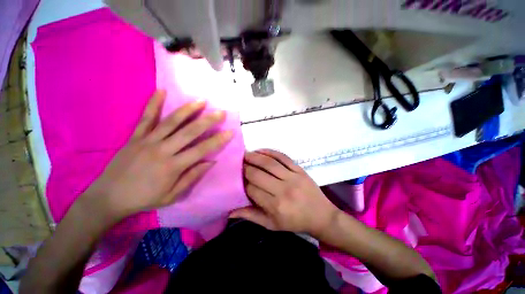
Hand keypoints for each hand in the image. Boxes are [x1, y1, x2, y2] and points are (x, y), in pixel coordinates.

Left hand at [82, 90, 232, 220]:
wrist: (109, 197)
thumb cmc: (144, 198)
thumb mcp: (172, 195)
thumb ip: (192, 177)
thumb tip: (211, 162)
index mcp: (173, 166)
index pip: (201, 149)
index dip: (218, 140)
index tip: (230, 132)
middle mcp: (162, 150)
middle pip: (189, 132)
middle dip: (208, 121)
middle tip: (220, 112)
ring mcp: (147, 141)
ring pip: (171, 121)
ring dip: (188, 110)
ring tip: (201, 101)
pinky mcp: (135, 137)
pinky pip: (146, 118)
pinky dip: (153, 104)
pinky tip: (161, 91)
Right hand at [230, 149, 339, 236]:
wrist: (321, 215)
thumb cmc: (295, 222)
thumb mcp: (272, 225)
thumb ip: (251, 216)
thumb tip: (230, 211)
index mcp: (275, 206)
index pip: (252, 189)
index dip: (242, 183)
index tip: (237, 178)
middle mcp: (283, 190)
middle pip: (258, 174)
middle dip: (245, 167)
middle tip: (238, 163)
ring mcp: (293, 177)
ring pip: (269, 163)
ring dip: (255, 156)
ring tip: (245, 154)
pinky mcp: (299, 169)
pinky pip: (283, 157)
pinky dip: (270, 152)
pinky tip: (261, 150)